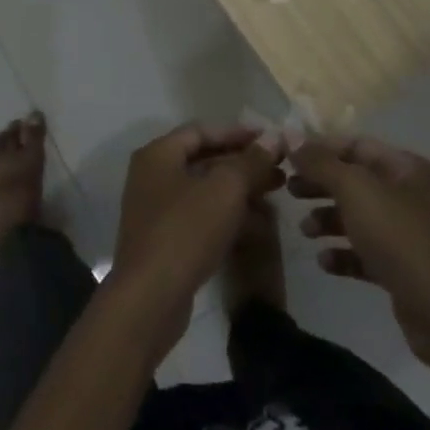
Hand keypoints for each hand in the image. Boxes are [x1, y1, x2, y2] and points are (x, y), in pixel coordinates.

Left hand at [109, 124, 284, 361]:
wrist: (150, 298)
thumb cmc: (186, 230)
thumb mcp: (225, 189)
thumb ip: (250, 161)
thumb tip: (273, 137)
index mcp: (158, 155)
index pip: (202, 130)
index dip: (237, 132)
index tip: (270, 139)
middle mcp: (152, 176)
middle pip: (203, 160)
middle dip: (243, 163)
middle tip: (279, 169)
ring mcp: (156, 210)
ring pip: (204, 190)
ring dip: (239, 190)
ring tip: (275, 193)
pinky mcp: (164, 241)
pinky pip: (200, 217)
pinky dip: (227, 214)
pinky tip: (257, 223)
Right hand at [289, 137, 429, 363]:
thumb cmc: (399, 237)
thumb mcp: (355, 189)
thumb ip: (320, 163)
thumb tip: (289, 136)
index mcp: (405, 167)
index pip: (356, 145)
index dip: (320, 148)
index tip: (287, 157)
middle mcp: (409, 195)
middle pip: (355, 180)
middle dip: (320, 184)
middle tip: (288, 191)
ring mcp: (407, 234)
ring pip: (358, 217)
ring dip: (327, 219)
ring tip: (305, 230)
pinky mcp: (402, 269)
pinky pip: (365, 252)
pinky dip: (342, 254)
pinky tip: (324, 262)